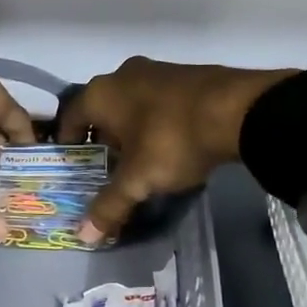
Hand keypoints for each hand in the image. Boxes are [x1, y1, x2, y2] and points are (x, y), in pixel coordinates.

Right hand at [56, 57, 296, 243]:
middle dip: (103, 139)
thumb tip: (83, 236)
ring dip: (131, 130)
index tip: (74, 166)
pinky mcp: (187, 75)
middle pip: (102, 110)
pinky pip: (160, 101)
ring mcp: (158, 70)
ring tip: (140, 160)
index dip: (68, 143)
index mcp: (101, 93)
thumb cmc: (172, 140)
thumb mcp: (138, 179)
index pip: (70, 117)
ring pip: (132, 104)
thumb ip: (109, 206)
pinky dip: (157, 121)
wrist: (238, 109)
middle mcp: (123, 74)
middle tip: (107, 169)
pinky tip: (170, 144)